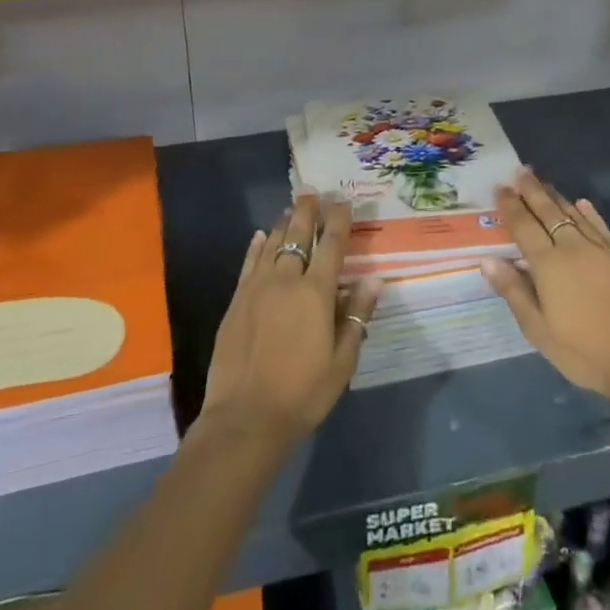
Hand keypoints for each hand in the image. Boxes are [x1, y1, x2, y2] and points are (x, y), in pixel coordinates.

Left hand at [200, 194, 382, 449]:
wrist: (245, 417)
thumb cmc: (303, 393)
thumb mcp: (342, 361)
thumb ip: (356, 316)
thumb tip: (373, 279)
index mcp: (315, 293)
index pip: (331, 246)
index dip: (338, 221)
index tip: (343, 201)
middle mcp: (285, 281)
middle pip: (297, 236)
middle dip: (307, 212)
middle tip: (312, 192)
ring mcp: (257, 289)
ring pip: (272, 245)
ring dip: (283, 224)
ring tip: (290, 209)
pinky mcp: (236, 302)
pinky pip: (249, 264)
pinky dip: (256, 247)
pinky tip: (260, 236)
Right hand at [481, 170, 609, 458]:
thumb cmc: (584, 353)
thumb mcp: (539, 330)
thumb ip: (513, 291)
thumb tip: (487, 259)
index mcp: (548, 264)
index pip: (523, 226)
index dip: (510, 205)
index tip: (501, 187)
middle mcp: (573, 248)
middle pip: (548, 212)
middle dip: (532, 190)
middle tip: (521, 172)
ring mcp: (603, 251)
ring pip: (574, 214)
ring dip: (557, 197)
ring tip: (544, 182)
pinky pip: (602, 227)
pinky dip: (589, 213)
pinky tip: (582, 204)